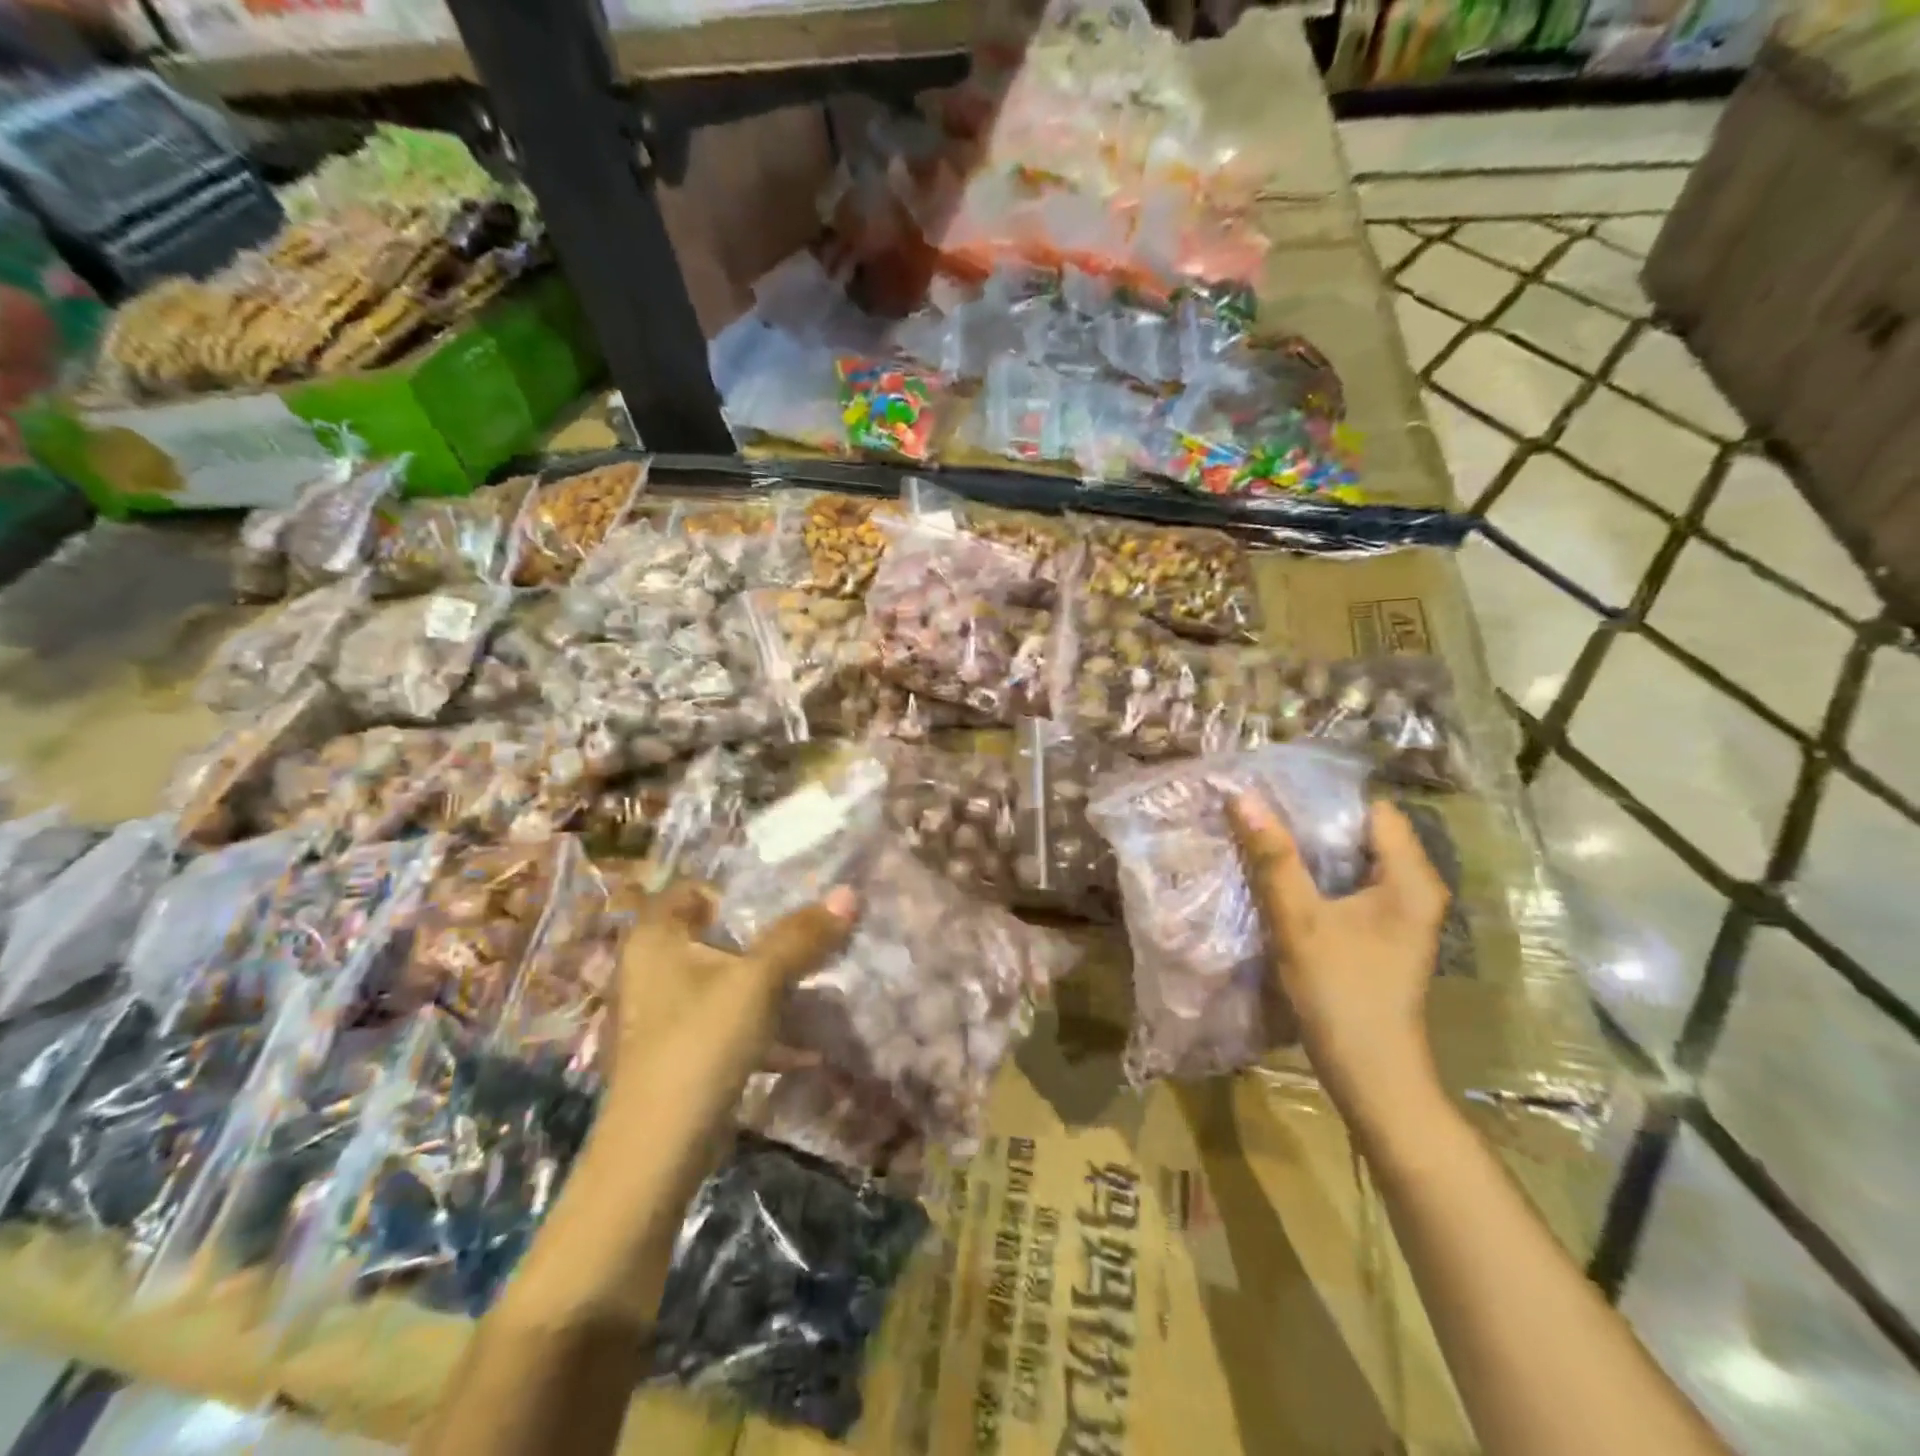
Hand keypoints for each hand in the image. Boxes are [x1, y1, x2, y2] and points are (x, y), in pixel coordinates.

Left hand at [604, 881, 854, 1138]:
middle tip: (814, 935)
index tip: (787, 899)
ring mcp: (666, 1012)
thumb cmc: (700, 1043)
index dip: (739, 888)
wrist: (658, 1152)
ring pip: (728, 980)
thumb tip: (849, 893)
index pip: (696, 889)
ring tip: (819, 982)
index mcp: (656, 937)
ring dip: (771, 982)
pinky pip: (728, 1021)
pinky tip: (806, 1046)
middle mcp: (653, 967)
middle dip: (768, 937)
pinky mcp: (682, 1051)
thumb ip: (801, 936)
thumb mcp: (758, 981)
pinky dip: (763, 1026)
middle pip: (718, 935)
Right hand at [1227, 794, 1448, 1114]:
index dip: (1324, 796)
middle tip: (1257, 808)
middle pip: (1361, 833)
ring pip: (1352, 861)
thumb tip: (1243, 797)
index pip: (1371, 809)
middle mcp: (1415, 888)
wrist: (1373, 1077)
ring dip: (1310, 850)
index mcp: (1411, 878)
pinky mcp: (1384, 934)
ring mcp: (1402, 914)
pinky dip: (1318, 877)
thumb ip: (1273, 858)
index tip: (1273, 788)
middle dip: (1310, 820)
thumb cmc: (1342, 994)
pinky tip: (1280, 877)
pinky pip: (1350, 886)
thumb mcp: (1299, 921)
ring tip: (1261, 834)